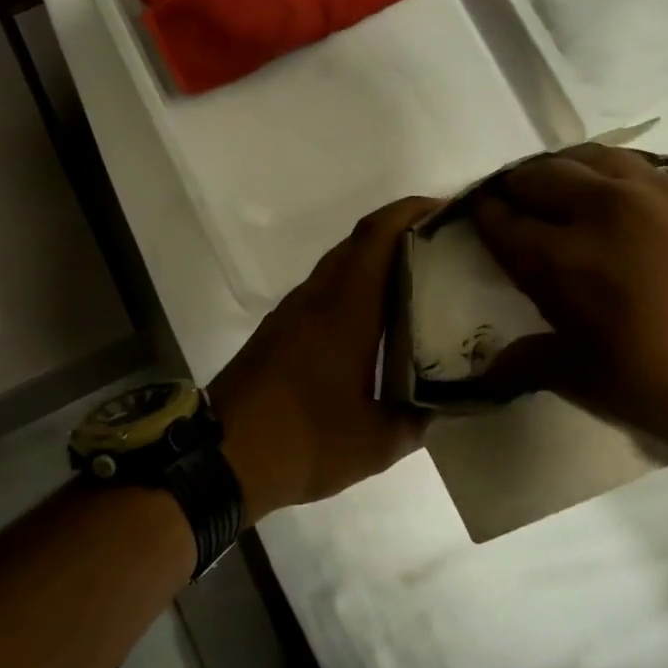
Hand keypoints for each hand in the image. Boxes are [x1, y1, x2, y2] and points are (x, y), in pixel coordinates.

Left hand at [209, 197, 435, 524]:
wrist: (220, 459)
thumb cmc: (302, 443)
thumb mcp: (375, 443)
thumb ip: (417, 419)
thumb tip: (443, 405)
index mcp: (344, 310)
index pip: (377, 236)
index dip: (410, 211)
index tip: (446, 209)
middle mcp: (316, 298)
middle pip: (359, 242)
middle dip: (401, 231)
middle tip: (445, 247)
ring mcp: (292, 313)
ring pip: (339, 266)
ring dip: (376, 260)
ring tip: (420, 279)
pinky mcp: (278, 331)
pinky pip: (324, 291)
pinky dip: (354, 288)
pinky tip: (376, 321)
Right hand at [472, 145, 667, 465]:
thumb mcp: (599, 384)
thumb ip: (536, 361)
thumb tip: (490, 369)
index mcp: (570, 260)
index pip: (506, 223)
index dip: (483, 218)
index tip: (474, 217)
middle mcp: (606, 211)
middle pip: (540, 176)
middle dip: (514, 187)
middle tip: (509, 204)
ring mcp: (659, 192)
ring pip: (590, 157)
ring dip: (561, 170)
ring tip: (557, 190)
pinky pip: (639, 165)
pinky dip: (611, 173)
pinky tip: (618, 196)